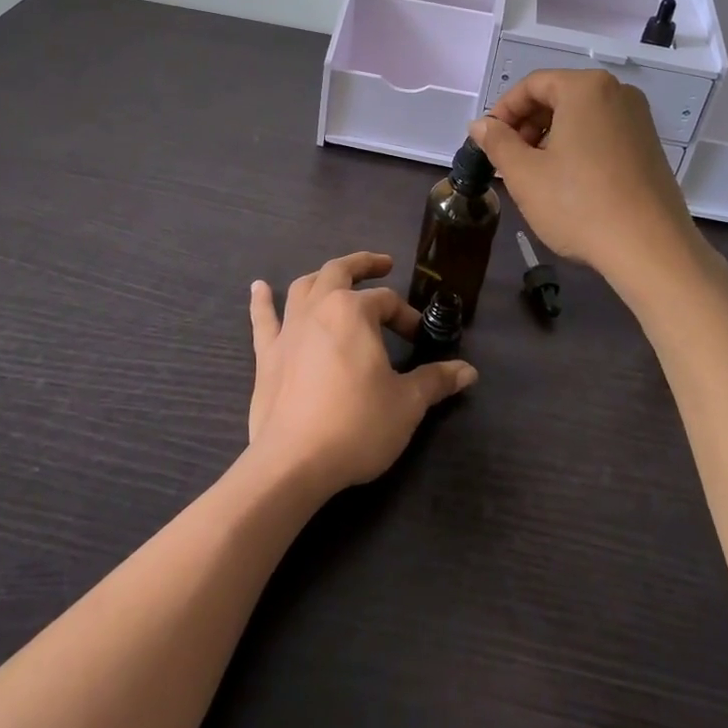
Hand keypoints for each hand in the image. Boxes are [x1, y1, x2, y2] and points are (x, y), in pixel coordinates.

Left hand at [247, 252, 477, 493]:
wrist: (294, 461)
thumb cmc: (357, 425)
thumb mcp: (407, 404)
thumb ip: (436, 381)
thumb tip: (469, 372)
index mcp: (353, 312)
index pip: (387, 302)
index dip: (407, 316)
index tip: (418, 338)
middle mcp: (318, 308)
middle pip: (340, 272)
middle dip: (364, 265)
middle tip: (383, 265)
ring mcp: (288, 329)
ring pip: (303, 287)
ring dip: (322, 277)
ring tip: (335, 276)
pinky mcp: (266, 355)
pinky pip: (263, 319)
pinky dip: (261, 301)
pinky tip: (258, 287)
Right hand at [471, 70, 711, 290]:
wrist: (650, 250)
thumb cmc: (578, 204)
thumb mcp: (524, 174)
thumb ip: (497, 142)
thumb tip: (480, 124)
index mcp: (586, 88)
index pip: (532, 85)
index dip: (503, 111)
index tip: (487, 141)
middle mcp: (617, 93)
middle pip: (558, 96)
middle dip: (527, 124)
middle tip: (508, 159)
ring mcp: (639, 119)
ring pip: (580, 116)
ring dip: (550, 137)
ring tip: (534, 174)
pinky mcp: (649, 147)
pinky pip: (602, 133)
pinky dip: (577, 147)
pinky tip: (567, 183)